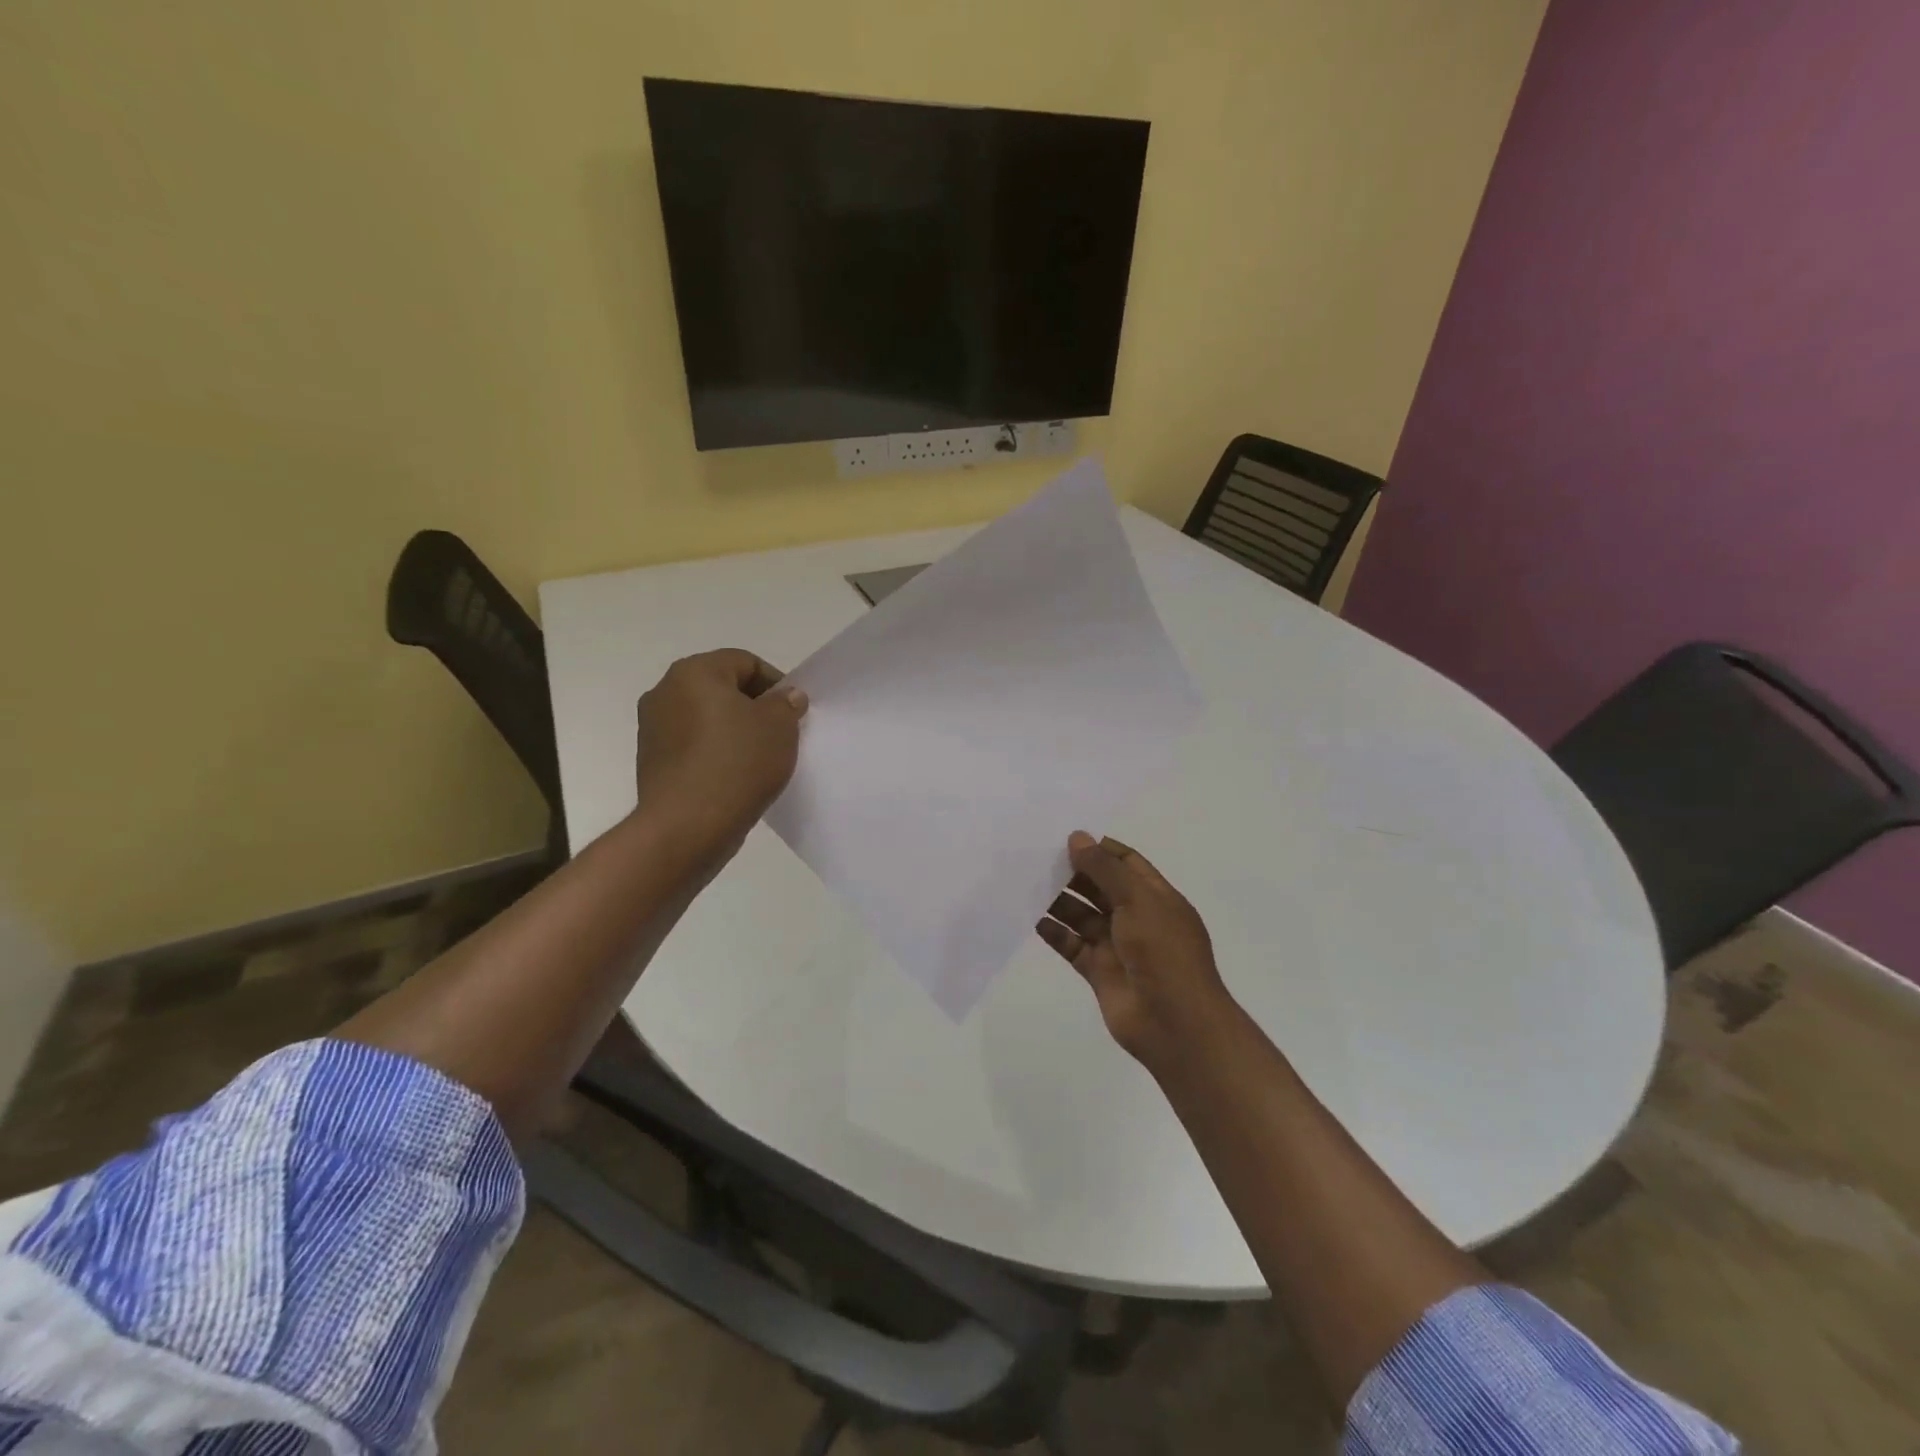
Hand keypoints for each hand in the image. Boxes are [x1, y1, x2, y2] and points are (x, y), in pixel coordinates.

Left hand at [633, 650, 807, 855]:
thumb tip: (785, 696)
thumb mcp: (779, 727)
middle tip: (781, 732)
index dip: (776, 682)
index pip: (745, 662)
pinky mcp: (651, 761)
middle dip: (753, 706)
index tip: (794, 711)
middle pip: (722, 688)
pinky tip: (734, 776)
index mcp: (694, 672)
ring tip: (759, 758)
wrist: (688, 826)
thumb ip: (786, 703)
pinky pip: (692, 745)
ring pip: (706, 718)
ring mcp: (652, 728)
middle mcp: (665, 691)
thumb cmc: (737, 763)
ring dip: (733, 730)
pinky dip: (715, 752)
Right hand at [1037, 831, 1237, 1075]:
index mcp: (1156, 897)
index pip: (1127, 863)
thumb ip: (1105, 869)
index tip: (1068, 838)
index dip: (1100, 849)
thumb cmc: (1163, 952)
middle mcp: (1137, 918)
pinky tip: (1033, 919)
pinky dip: (1055, 933)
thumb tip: (1077, 838)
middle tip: (1039, 858)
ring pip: (1084, 916)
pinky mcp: (1099, 972)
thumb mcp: (1138, 900)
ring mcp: (1117, 946)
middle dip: (1075, 873)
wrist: (1174, 1023)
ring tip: (1028, 884)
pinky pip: (1072, 946)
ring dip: (1060, 901)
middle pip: (1102, 888)